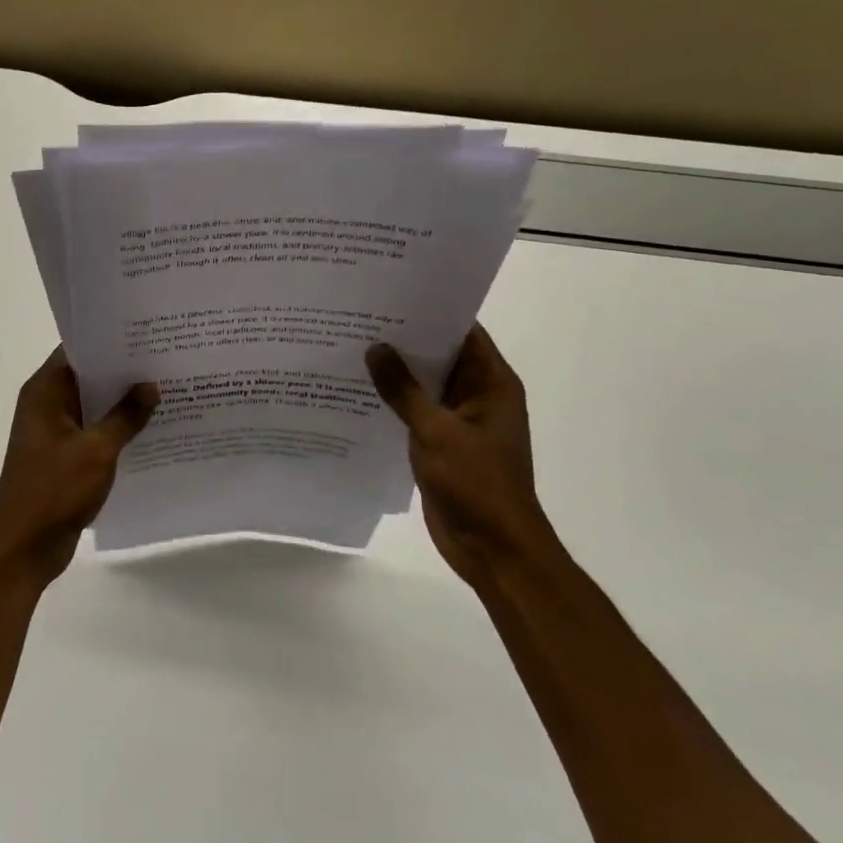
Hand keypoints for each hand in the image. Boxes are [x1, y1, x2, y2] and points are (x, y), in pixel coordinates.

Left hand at [0, 349, 158, 589]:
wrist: (25, 547)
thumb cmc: (54, 490)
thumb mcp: (97, 450)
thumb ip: (125, 416)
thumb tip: (151, 385)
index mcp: (44, 392)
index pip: (76, 351)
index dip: (109, 341)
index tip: (145, 333)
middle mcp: (46, 405)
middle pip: (87, 377)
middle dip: (123, 371)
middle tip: (166, 358)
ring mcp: (55, 432)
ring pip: (94, 406)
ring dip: (123, 402)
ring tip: (167, 388)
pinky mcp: (65, 456)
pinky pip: (95, 432)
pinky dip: (118, 429)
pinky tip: (153, 428)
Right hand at [366, 327, 562, 587]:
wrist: (493, 549)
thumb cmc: (475, 483)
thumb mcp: (436, 431)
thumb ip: (404, 390)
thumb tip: (375, 348)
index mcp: (491, 384)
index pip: (463, 332)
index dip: (430, 311)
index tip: (391, 294)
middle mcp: (477, 396)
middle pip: (440, 356)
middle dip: (404, 340)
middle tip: (358, 317)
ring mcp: (459, 422)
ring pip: (424, 386)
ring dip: (395, 373)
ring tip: (349, 347)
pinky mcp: (441, 445)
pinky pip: (414, 413)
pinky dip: (392, 403)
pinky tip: (356, 392)